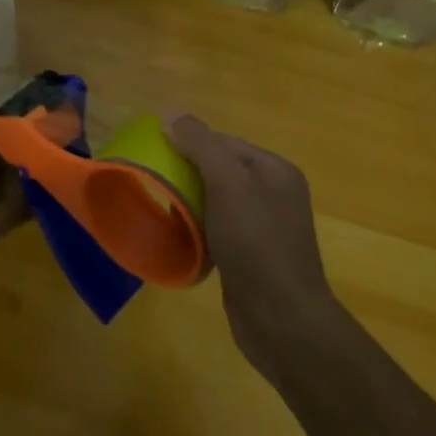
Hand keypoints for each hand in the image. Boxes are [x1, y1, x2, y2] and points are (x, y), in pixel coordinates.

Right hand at [165, 114, 339, 381]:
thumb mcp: (228, 184)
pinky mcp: (251, 257)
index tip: (154, 152)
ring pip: (215, 201)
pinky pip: (217, 229)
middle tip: (153, 180)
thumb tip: (171, 113)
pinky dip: (197, 229)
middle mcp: (273, 193)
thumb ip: (201, 145)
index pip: (223, 141)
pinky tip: (178, 236)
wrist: (282, 322)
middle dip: (186, 173)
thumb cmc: (256, 244)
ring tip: (160, 207)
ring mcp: (264, 227)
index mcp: (274, 170)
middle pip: (218, 169)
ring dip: (189, 202)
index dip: (188, 143)